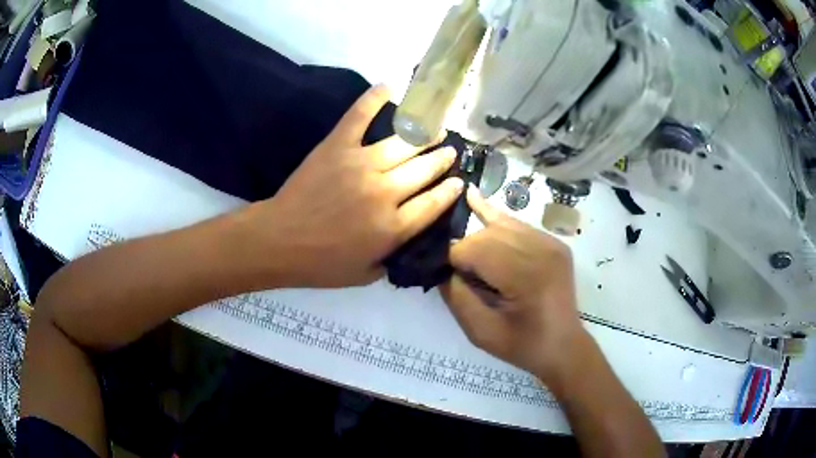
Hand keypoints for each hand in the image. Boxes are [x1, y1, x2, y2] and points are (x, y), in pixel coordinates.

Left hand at [242, 85, 463, 287]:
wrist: (279, 241)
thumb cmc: (321, 264)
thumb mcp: (365, 275)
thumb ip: (392, 258)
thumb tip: (406, 240)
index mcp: (393, 227)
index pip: (434, 203)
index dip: (450, 191)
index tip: (458, 182)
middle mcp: (385, 192)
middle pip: (424, 170)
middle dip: (442, 159)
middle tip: (450, 150)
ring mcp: (361, 164)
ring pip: (403, 144)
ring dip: (424, 135)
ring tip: (436, 128)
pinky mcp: (338, 147)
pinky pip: (359, 116)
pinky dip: (374, 99)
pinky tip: (389, 87)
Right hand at [441, 186, 586, 383]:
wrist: (564, 346)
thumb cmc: (523, 345)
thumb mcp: (481, 332)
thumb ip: (456, 296)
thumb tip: (441, 267)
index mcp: (526, 276)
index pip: (474, 250)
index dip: (453, 261)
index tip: (446, 278)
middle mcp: (541, 250)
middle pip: (486, 234)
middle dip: (466, 250)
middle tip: (460, 275)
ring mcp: (550, 242)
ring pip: (499, 224)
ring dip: (479, 237)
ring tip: (461, 246)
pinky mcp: (553, 241)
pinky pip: (516, 225)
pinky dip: (494, 219)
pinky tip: (473, 198)